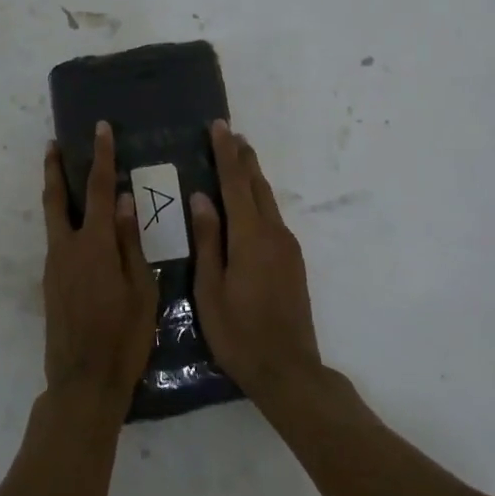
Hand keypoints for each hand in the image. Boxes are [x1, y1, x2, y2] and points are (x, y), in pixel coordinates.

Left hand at [40, 122, 159, 408]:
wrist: (83, 382)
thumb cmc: (124, 337)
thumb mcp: (142, 289)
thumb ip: (131, 242)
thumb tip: (126, 201)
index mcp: (95, 245)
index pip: (99, 189)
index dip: (100, 156)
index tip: (100, 129)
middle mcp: (67, 248)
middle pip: (57, 198)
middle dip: (55, 168)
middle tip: (53, 144)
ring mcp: (54, 266)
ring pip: (53, 219)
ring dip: (58, 194)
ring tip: (66, 176)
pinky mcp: (50, 283)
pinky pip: (57, 241)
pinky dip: (64, 222)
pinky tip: (80, 228)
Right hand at [190, 120, 322, 403]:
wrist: (288, 369)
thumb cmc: (239, 333)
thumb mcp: (210, 289)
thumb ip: (208, 241)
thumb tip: (202, 198)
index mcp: (250, 237)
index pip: (236, 184)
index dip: (226, 154)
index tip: (219, 127)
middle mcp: (274, 234)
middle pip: (257, 186)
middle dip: (243, 158)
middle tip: (229, 133)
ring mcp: (287, 247)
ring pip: (267, 201)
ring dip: (252, 177)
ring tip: (238, 158)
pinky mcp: (292, 261)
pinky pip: (272, 218)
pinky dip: (258, 200)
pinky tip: (247, 204)